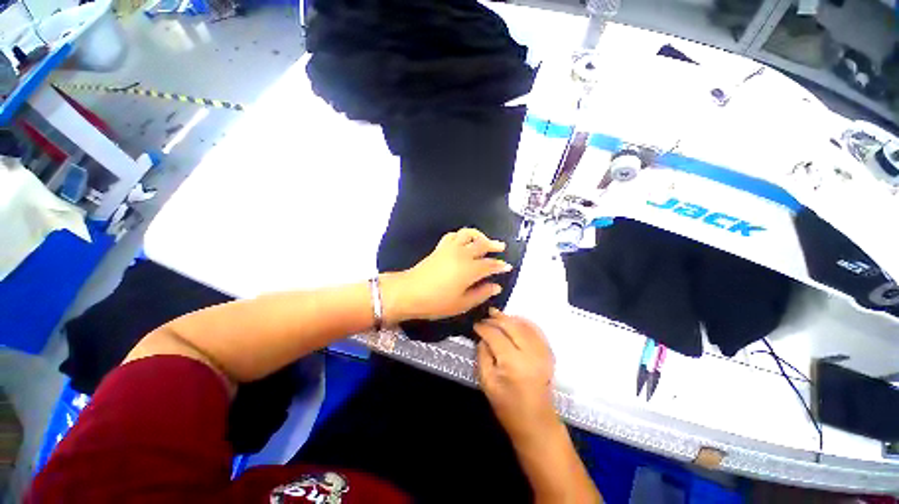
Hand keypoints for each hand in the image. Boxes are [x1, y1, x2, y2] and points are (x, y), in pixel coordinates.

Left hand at [381, 228, 511, 324]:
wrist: (409, 292)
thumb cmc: (437, 302)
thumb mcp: (462, 304)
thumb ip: (481, 293)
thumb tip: (496, 286)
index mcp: (470, 270)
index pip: (490, 264)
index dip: (500, 265)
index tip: (508, 266)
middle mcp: (462, 254)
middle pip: (482, 244)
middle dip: (493, 245)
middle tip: (501, 247)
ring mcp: (450, 248)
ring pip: (468, 234)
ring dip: (478, 235)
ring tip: (484, 240)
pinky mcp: (440, 247)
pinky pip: (453, 235)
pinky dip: (462, 235)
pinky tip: (464, 241)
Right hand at [475, 309, 557, 441]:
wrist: (536, 423)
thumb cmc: (507, 406)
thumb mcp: (486, 382)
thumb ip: (483, 355)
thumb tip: (482, 337)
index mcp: (513, 363)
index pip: (495, 336)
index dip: (484, 328)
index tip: (475, 325)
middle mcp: (530, 353)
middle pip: (512, 326)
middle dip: (497, 318)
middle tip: (486, 315)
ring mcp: (542, 352)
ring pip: (524, 325)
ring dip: (510, 318)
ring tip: (497, 314)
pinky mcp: (548, 354)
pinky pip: (537, 331)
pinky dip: (525, 322)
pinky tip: (515, 320)